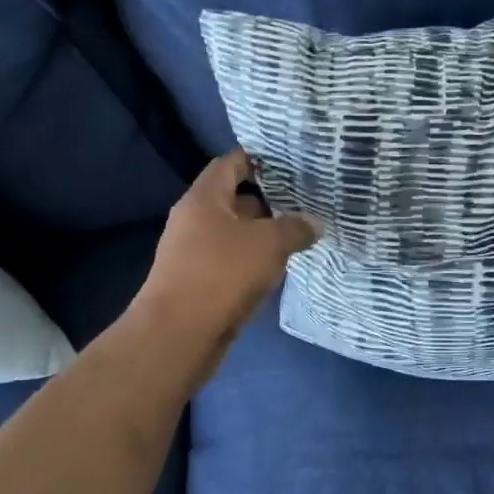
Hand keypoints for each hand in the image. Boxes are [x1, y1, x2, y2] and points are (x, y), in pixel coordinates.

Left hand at [136, 149, 320, 357]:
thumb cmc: (222, 274)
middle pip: (235, 199)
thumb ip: (296, 228)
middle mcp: (195, 220)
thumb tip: (314, 223)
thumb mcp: (269, 244)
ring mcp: (195, 253)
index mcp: (204, 199)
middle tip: (307, 200)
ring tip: (302, 232)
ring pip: (236, 233)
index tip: (291, 163)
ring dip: (265, 233)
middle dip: (270, 199)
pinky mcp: (201, 282)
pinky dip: (255, 259)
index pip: (231, 164)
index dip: (259, 159)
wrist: (179, 334)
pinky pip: (233, 260)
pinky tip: (281, 266)